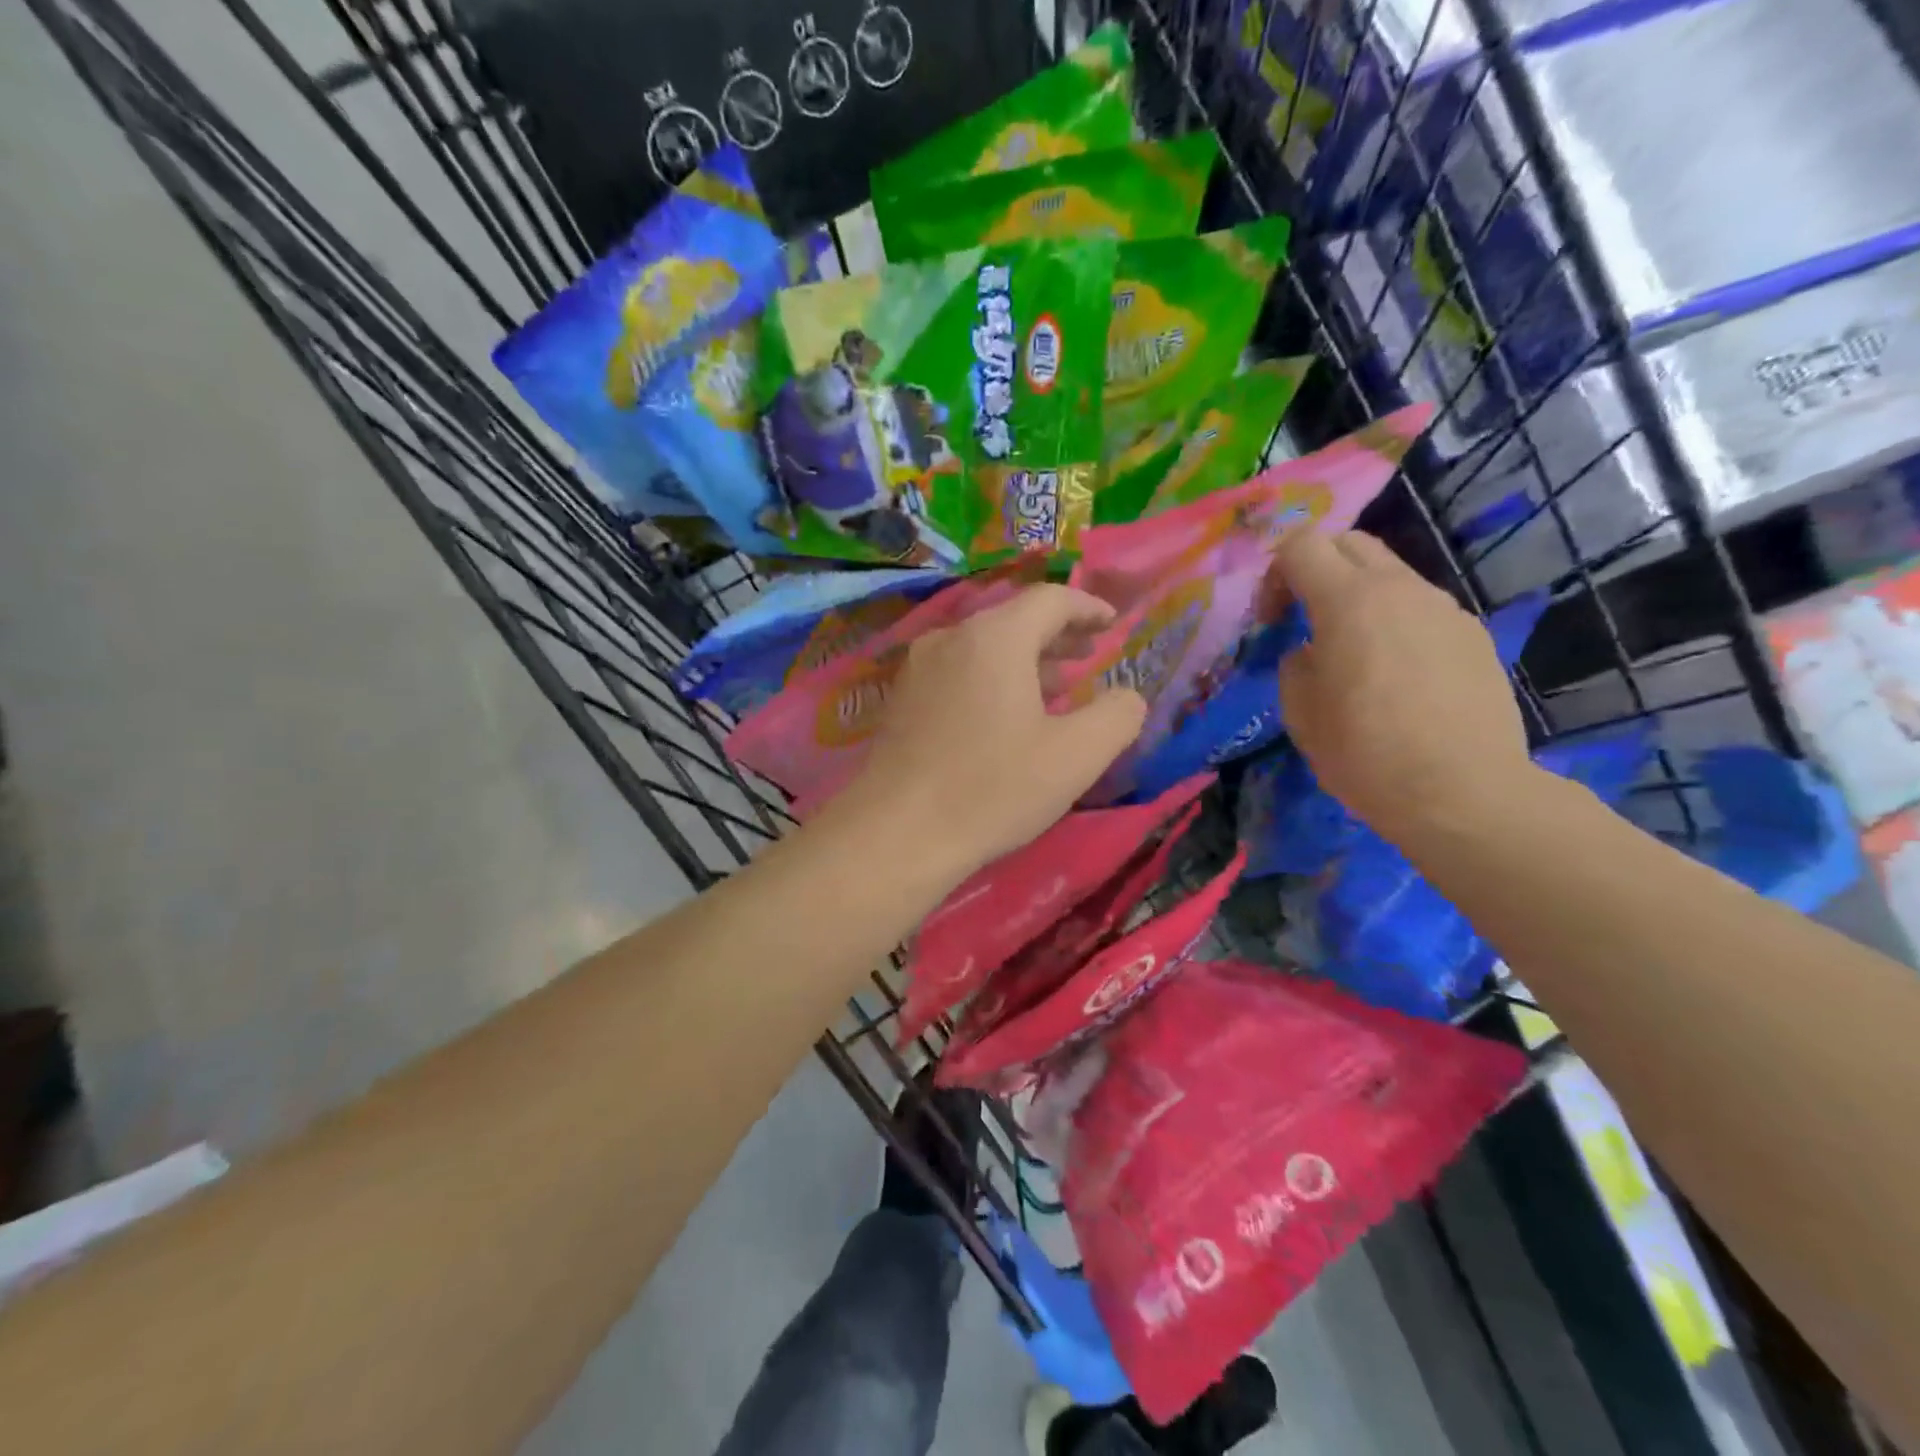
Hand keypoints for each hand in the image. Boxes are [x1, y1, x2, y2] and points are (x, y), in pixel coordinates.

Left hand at [839, 585, 1147, 875]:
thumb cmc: (993, 789)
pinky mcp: (901, 699)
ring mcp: (919, 668)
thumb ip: (1117, 716)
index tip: (1111, 623)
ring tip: (1056, 687)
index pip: (1050, 600)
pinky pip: (958, 670)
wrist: (896, 832)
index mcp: (995, 638)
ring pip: (983, 647)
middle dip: (1057, 634)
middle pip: (1013, 620)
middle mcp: (951, 638)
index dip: (1088, 607)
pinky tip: (1004, 714)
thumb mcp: (1076, 757)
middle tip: (1088, 652)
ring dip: (1025, 660)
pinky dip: (991, 678)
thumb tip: (1127, 697)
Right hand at [1272, 530, 1532, 846]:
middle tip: (1302, 616)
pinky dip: (1395, 623)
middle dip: (1316, 567)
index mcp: (1349, 602)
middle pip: (1350, 543)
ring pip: (1390, 576)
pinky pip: (1421, 610)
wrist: (1463, 794)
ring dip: (1358, 596)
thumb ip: (1296, 665)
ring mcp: (1445, 610)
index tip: (1271, 618)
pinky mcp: (1472, 636)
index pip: (1302, 545)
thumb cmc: (1365, 754)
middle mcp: (1401, 590)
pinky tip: (1395, 676)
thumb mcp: (1300, 713)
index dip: (1275, 572)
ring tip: (1351, 652)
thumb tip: (1312, 652)